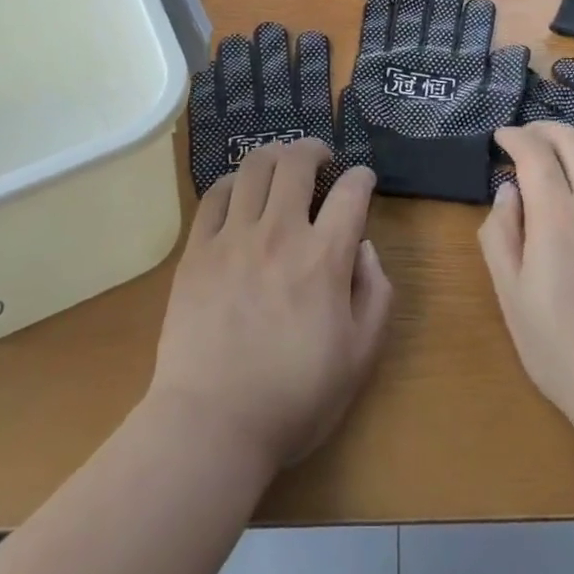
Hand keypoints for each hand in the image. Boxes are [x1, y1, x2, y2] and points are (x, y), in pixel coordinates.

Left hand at [151, 141, 392, 471]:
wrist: (212, 424)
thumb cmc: (294, 397)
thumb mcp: (360, 356)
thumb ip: (376, 294)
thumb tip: (365, 248)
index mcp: (324, 258)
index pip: (352, 192)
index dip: (363, 177)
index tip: (363, 181)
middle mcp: (280, 233)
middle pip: (297, 162)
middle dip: (315, 149)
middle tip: (322, 160)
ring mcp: (233, 238)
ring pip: (254, 167)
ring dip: (275, 155)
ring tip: (282, 165)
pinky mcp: (197, 250)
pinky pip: (215, 196)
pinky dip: (234, 182)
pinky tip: (241, 191)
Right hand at [481, 123, 573, 441]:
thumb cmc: (563, 350)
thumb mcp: (511, 296)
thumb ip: (500, 234)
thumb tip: (509, 191)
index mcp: (558, 218)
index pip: (535, 151)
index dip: (515, 137)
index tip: (502, 138)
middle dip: (544, 130)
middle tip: (528, 140)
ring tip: (567, 156)